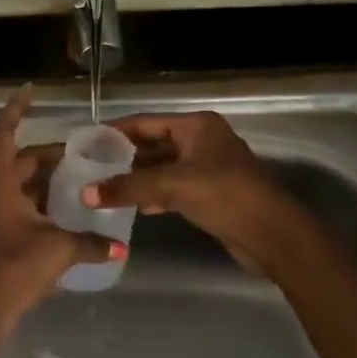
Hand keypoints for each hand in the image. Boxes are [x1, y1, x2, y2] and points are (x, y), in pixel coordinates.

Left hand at [0, 90, 121, 357]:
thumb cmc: (11, 269)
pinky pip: (24, 210)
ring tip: (82, 182)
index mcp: (1, 184)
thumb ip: (90, 244)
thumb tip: (120, 245)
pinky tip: (69, 217)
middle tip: (82, 155)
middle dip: (49, 155)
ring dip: (48, 182)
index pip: (4, 134)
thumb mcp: (57, 251)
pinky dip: (45, 207)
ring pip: (22, 187)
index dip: (15, 110)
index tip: (31, 91)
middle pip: (20, 162)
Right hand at [82, 111, 298, 273]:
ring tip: (102, 189)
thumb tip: (86, 193)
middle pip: (152, 145)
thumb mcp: (174, 186)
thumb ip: (129, 187)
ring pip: (160, 169)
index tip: (85, 143)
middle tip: (88, 170)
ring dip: (135, 180)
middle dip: (123, 159)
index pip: (145, 122)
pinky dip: (152, 195)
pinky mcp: (207, 193)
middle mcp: (200, 140)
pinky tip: (131, 207)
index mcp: (196, 126)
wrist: (272, 235)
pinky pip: (171, 188)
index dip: (115, 132)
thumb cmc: (226, 196)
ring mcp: (205, 167)